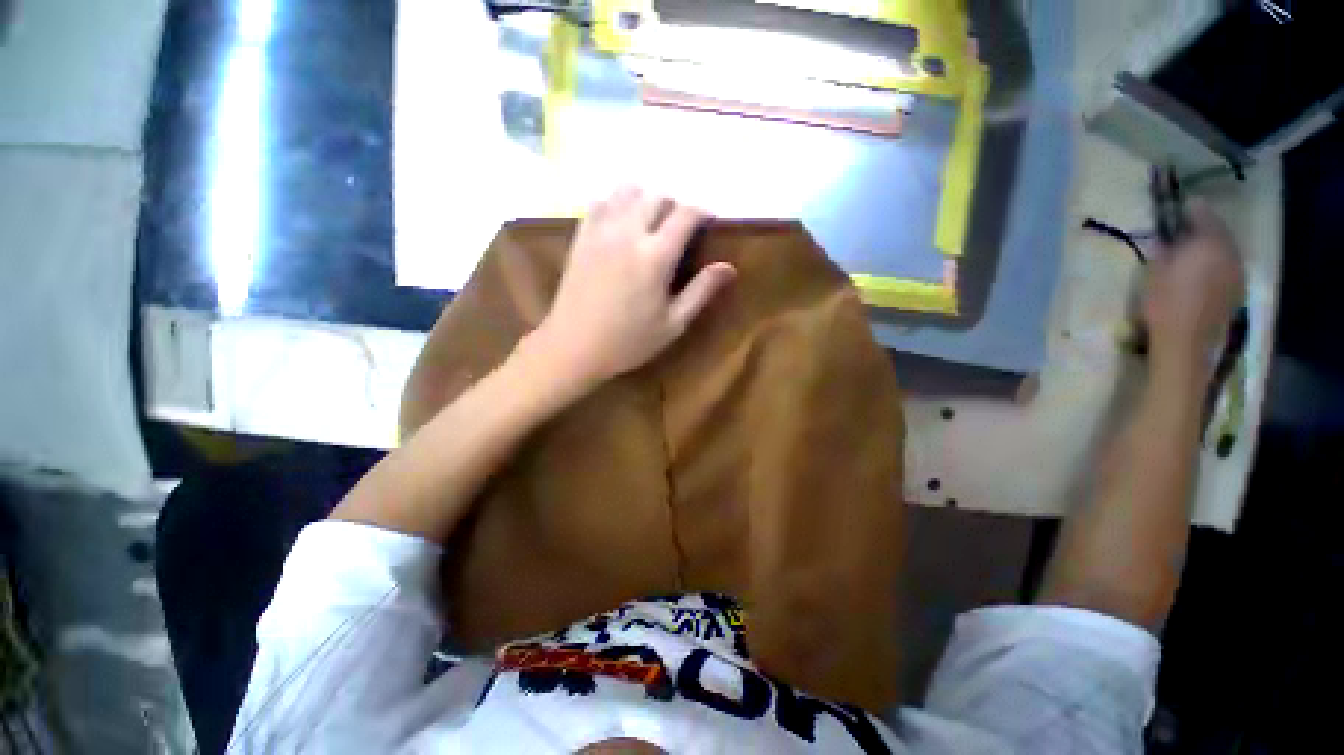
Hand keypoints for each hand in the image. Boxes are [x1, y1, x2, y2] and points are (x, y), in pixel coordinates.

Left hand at [530, 186, 736, 388]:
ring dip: (645, 199)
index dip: (702, 212)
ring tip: (651, 221)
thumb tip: (729, 267)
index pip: (685, 215)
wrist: (574, 347)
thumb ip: (701, 292)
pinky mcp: (581, 237)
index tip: (709, 220)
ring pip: (626, 191)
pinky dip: (616, 203)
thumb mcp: (673, 324)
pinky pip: (599, 203)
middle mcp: (628, 233)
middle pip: (657, 196)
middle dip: (675, 205)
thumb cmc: (628, 341)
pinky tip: (621, 222)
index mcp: (655, 256)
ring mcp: (600, 231)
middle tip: (680, 228)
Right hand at [1141, 200, 1244, 376]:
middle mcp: (1230, 251)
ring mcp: (1237, 272)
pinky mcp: (1236, 291)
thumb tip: (1166, 236)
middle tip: (1182, 231)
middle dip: (1202, 229)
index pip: (1202, 212)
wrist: (1186, 342)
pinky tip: (1200, 274)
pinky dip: (1215, 265)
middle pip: (1218, 231)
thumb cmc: (1165, 302)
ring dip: (1209, 248)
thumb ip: (1163, 248)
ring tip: (1191, 254)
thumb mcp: (1154, 271)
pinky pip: (1227, 267)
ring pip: (1224, 250)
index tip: (1175, 207)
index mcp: (1210, 241)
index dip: (1188, 208)